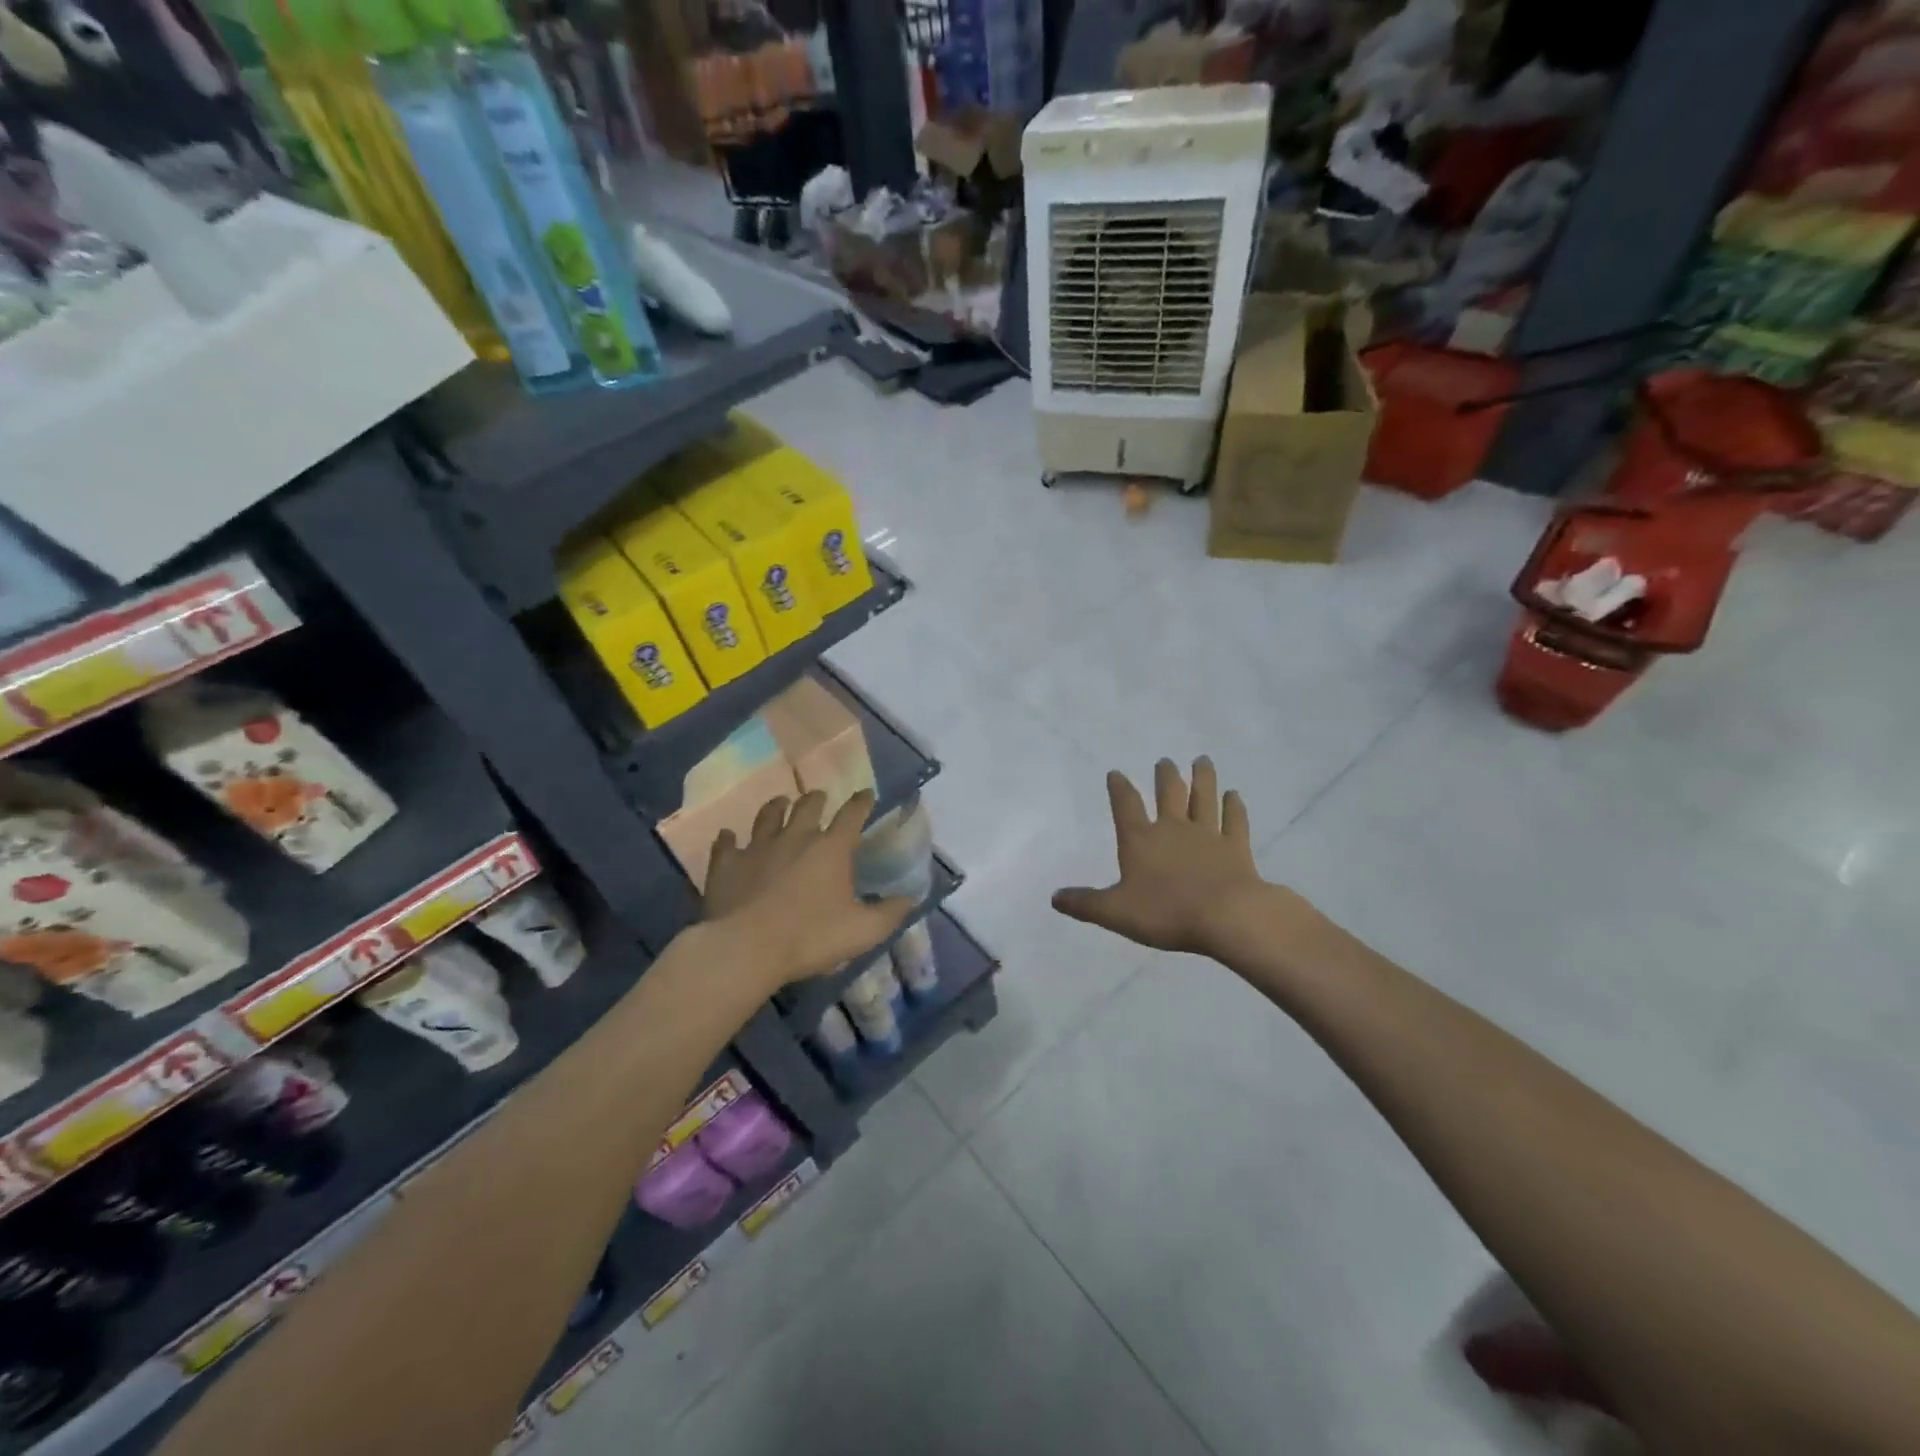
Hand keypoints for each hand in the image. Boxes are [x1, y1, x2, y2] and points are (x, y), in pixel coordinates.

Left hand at [703, 789, 913, 986]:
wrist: (746, 948)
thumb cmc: (810, 937)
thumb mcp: (862, 932)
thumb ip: (889, 913)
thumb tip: (910, 898)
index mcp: (831, 848)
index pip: (852, 815)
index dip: (861, 802)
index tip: (866, 794)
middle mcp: (795, 837)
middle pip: (808, 806)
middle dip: (817, 799)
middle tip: (819, 797)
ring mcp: (757, 847)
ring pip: (768, 815)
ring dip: (776, 807)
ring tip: (780, 803)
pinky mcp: (727, 864)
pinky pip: (726, 843)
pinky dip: (729, 838)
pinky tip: (728, 837)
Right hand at [1053, 757, 1275, 956]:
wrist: (1226, 916)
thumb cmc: (1166, 912)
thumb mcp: (1116, 912)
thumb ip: (1085, 904)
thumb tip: (1055, 898)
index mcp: (1141, 840)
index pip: (1126, 806)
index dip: (1119, 788)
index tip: (1116, 773)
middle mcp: (1173, 829)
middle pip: (1169, 794)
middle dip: (1165, 776)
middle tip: (1165, 761)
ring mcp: (1208, 835)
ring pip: (1204, 798)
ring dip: (1203, 779)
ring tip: (1202, 761)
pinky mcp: (1236, 847)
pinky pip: (1235, 821)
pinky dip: (1234, 806)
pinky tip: (1234, 795)